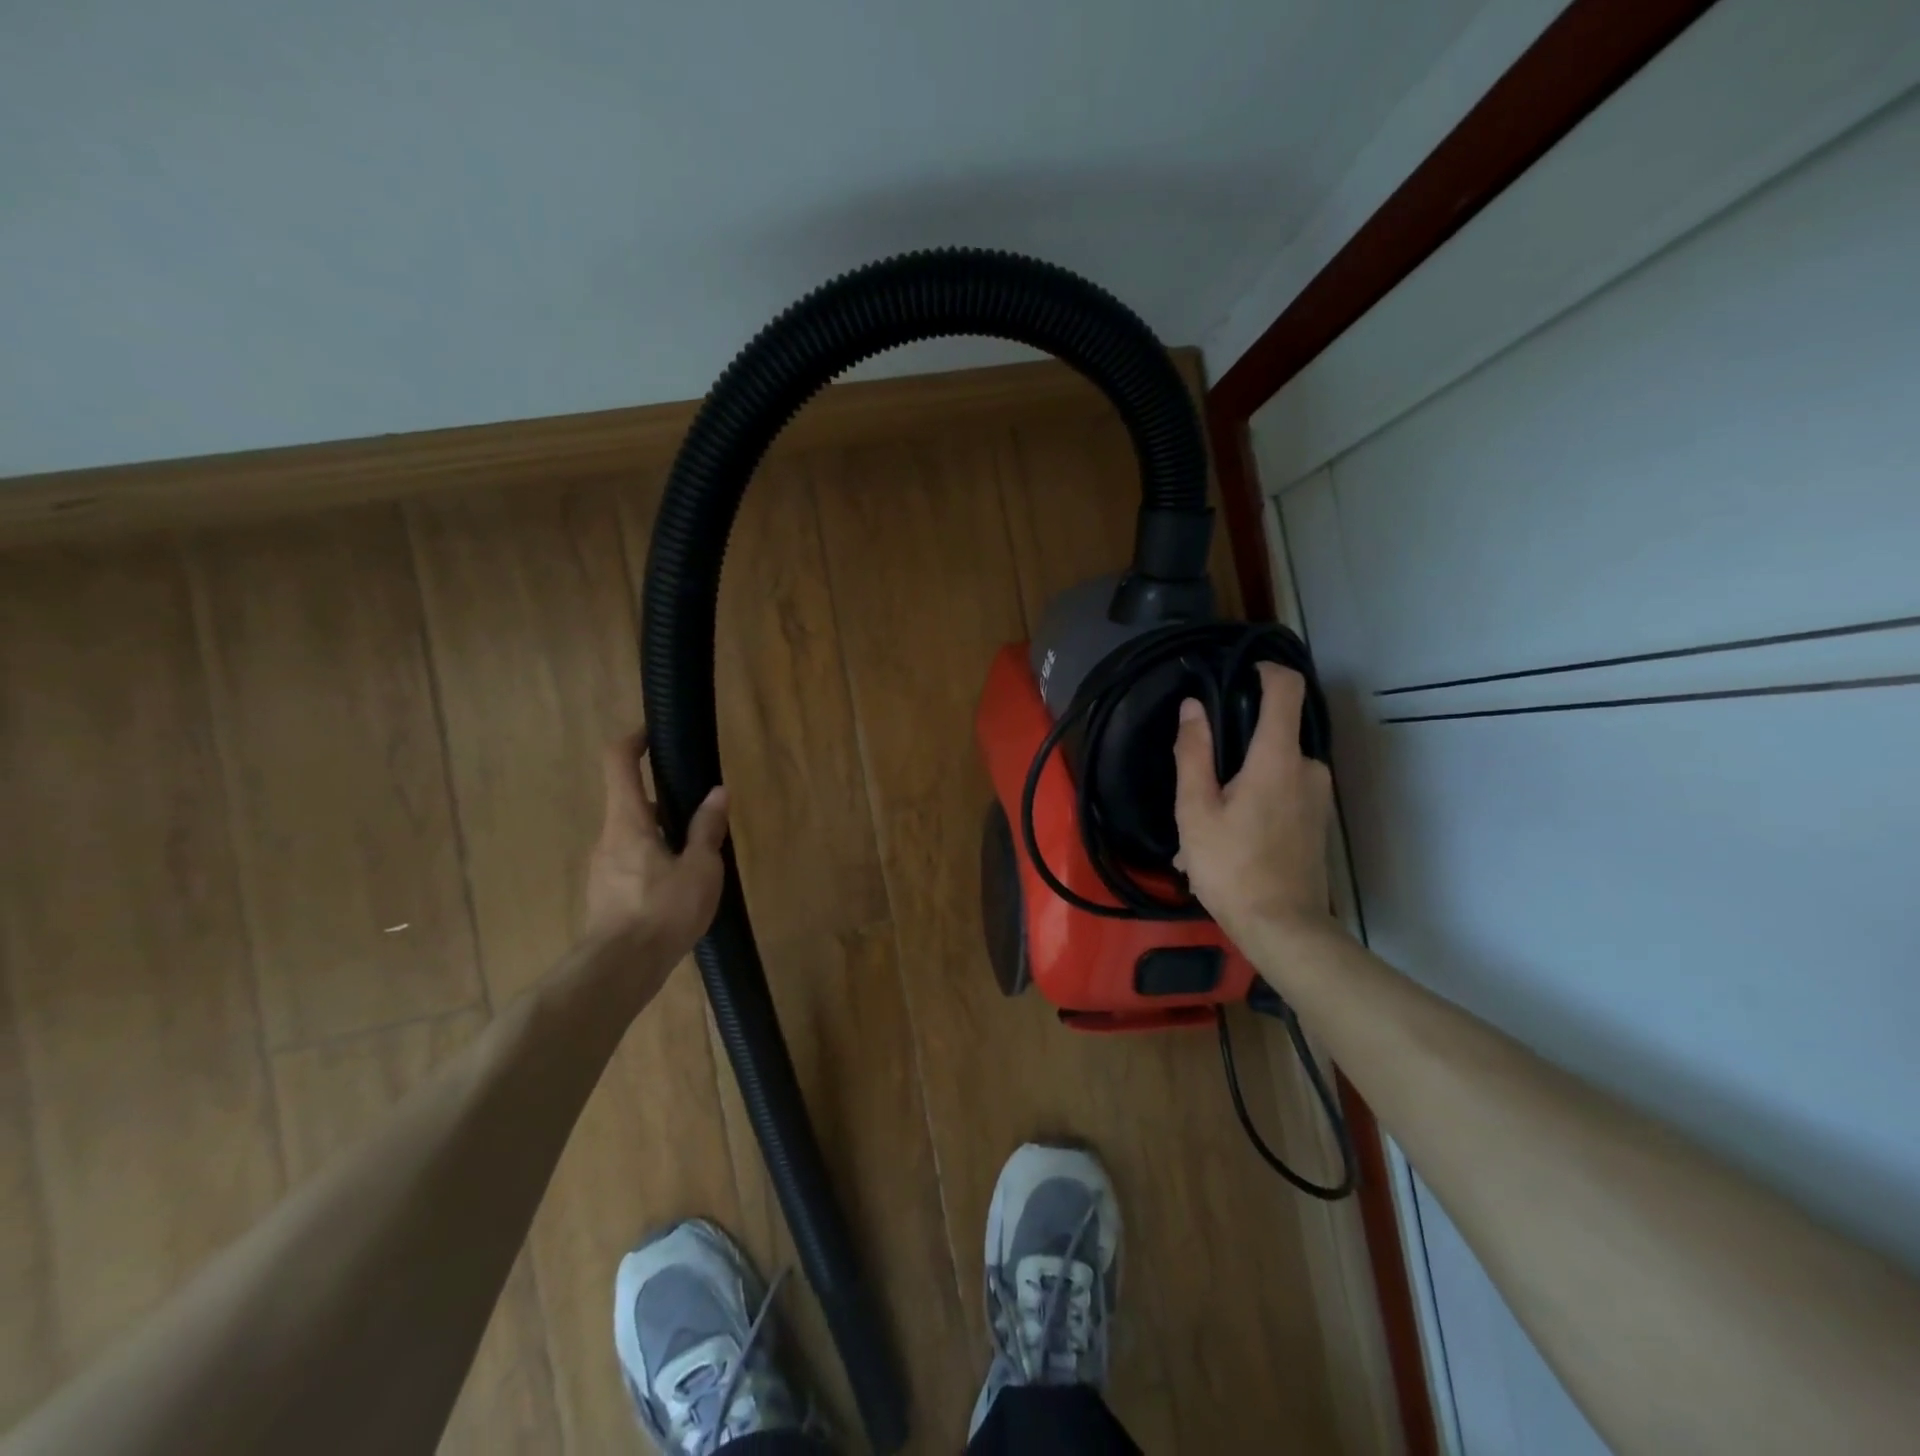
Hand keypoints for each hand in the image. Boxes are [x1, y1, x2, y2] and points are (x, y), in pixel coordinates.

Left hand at [584, 730, 730, 954]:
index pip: (618, 763)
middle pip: (632, 801)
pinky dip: (655, 860)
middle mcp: (609, 838)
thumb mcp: (699, 868)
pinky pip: (632, 861)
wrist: (620, 970)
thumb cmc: (662, 910)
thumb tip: (717, 792)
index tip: (654, 733)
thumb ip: (707, 828)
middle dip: (666, 800)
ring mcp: (603, 867)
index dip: (634, 740)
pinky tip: (681, 888)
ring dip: (663, 834)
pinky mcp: (606, 893)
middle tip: (702, 813)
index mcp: (628, 821)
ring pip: (634, 835)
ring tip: (699, 857)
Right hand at [1172, 662, 1334, 939]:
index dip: (1266, 670)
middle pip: (1273, 733)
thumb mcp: (1196, 810)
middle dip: (1234, 752)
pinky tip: (1227, 846)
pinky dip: (1254, 808)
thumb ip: (1194, 753)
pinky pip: (1283, 797)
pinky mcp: (1319, 821)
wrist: (1283, 929)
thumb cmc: (1231, 867)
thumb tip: (1192, 708)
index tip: (1240, 672)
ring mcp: (1319, 797)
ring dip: (1239, 788)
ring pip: (1273, 771)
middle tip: (1198, 790)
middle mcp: (1309, 768)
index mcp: (1278, 758)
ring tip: (1204, 831)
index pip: (1286, 688)